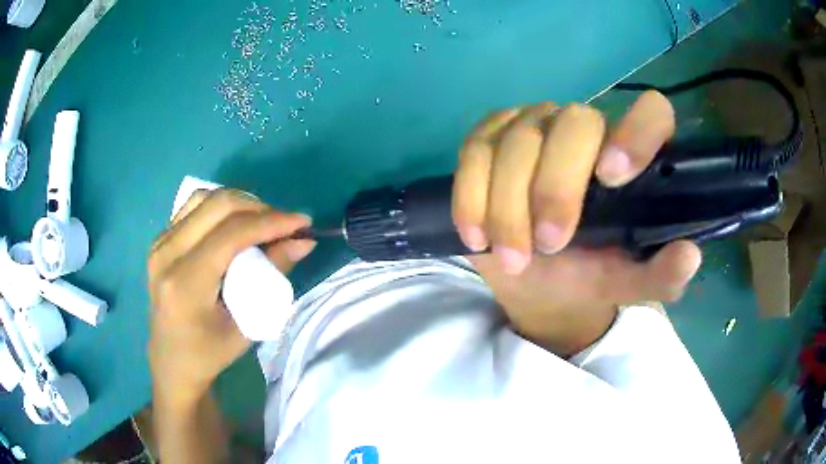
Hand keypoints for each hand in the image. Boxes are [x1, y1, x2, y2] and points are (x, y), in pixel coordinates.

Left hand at [147, 189, 315, 409]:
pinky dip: (220, 208)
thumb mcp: (246, 324)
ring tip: (262, 222)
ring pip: (205, 198)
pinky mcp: (160, 240)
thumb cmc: (210, 353)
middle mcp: (167, 254)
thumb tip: (303, 242)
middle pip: (218, 205)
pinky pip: (193, 207)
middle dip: (259, 207)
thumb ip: (272, 276)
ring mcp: (160, 243)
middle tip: (284, 223)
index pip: (231, 233)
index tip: (302, 223)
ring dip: (240, 204)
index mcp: (185, 282)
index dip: (270, 222)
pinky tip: (235, 224)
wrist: (172, 360)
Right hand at [452, 92, 700, 355]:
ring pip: (518, 140)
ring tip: (512, 258)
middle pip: (573, 123)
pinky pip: (474, 150)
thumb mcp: (625, 283)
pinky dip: (471, 194)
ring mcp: (534, 127)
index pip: (650, 112)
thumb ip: (659, 274)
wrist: (533, 281)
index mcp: (629, 158)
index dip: (637, 131)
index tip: (613, 177)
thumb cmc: (586, 277)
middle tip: (549, 245)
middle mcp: (585, 129)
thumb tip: (689, 256)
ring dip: (509, 205)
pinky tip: (476, 235)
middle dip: (556, 187)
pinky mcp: (490, 139)